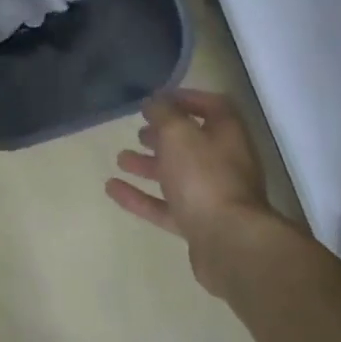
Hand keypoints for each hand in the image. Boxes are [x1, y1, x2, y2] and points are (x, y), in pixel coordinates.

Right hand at [106, 89, 282, 298]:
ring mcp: (211, 196)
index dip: (186, 99)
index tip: (157, 99)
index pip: (212, 106)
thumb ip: (163, 114)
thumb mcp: (178, 134)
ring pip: (177, 175)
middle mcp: (224, 162)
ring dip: (149, 165)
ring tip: (121, 158)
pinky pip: (165, 206)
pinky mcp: (198, 225)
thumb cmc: (204, 177)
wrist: (228, 242)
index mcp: (227, 134)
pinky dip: (140, 197)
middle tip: (139, 131)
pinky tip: (112, 188)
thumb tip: (154, 102)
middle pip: (193, 143)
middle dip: (164, 135)